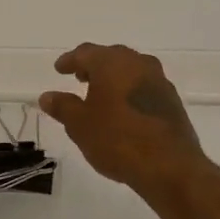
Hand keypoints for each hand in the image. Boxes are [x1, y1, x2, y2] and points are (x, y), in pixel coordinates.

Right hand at [39, 44, 207, 199]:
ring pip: (130, 70)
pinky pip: (144, 87)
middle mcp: (137, 63)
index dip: (70, 60)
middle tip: (80, 78)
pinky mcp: (172, 100)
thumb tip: (47, 96)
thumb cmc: (117, 139)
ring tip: (101, 95)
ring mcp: (159, 81)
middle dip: (94, 66)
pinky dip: (129, 92)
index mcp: (112, 62)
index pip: (85, 53)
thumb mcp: (80, 125)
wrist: (169, 165)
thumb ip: (63, 107)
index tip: (59, 69)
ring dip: (114, 78)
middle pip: (111, 57)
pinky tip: (124, 110)